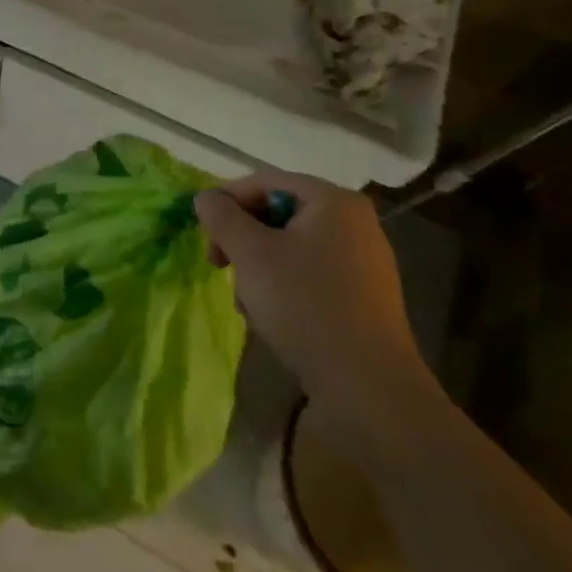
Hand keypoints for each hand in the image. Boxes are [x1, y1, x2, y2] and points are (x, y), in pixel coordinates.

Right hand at [195, 172, 434, 443]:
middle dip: (243, 239)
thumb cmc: (305, 305)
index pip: (265, 181)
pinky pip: (311, 273)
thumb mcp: (251, 253)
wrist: (369, 389)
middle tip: (219, 265)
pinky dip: (285, 286)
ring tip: (247, 302)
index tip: (202, 231)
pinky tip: (272, 317)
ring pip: (291, 247)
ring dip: (259, 267)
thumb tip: (206, 197)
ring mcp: (364, 261)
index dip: (227, 200)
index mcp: (333, 201)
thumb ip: (222, 217)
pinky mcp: (365, 297)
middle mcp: (355, 222)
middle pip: (278, 214)